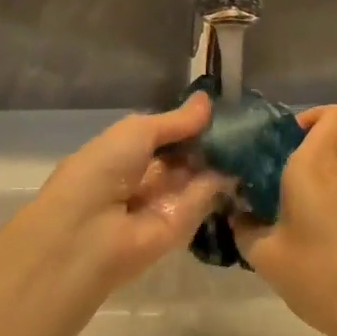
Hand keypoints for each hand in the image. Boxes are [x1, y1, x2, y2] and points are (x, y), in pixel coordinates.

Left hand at [19, 93, 230, 295]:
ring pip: (197, 175)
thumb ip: (175, 121)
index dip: (189, 122)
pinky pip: (203, 198)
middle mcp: (144, 177)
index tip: (220, 107)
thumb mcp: (137, 131)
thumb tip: (206, 100)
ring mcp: (163, 202)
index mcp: (124, 152)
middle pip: (184, 155)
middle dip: (208, 139)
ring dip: (219, 157)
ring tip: (249, 135)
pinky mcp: (182, 227)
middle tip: (242, 121)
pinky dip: (221, 181)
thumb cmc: (102, 170)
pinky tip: (244, 160)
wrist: (87, 235)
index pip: (164, 134)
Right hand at [231, 105, 336, 335]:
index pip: (333, 114)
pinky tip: (291, 240)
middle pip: (321, 144)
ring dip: (299, 186)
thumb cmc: (320, 273)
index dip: (311, 115)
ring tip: (267, 216)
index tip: (280, 139)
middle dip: (290, 156)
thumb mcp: (266, 256)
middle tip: (258, 180)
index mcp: (314, 165)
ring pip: (325, 174)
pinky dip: (312, 207)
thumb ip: (245, 229)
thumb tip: (238, 215)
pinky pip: (332, 198)